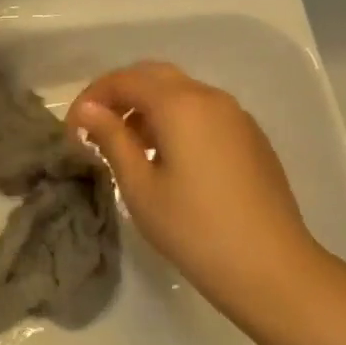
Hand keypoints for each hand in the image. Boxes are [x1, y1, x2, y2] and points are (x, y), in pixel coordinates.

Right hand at [66, 62, 323, 321]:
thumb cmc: (194, 228)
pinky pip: (203, 112)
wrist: (272, 268)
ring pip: (181, 92)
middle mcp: (210, 97)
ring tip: (128, 147)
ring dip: (148, 107)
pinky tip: (167, 158)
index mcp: (180, 104)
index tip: (73, 128)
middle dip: (120, 94)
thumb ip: (111, 138)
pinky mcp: (251, 137)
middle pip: (155, 76)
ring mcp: (236, 116)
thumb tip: (87, 109)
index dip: (92, 97)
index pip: (125, 80)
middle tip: (96, 128)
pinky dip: (176, 119)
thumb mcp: (139, 185)